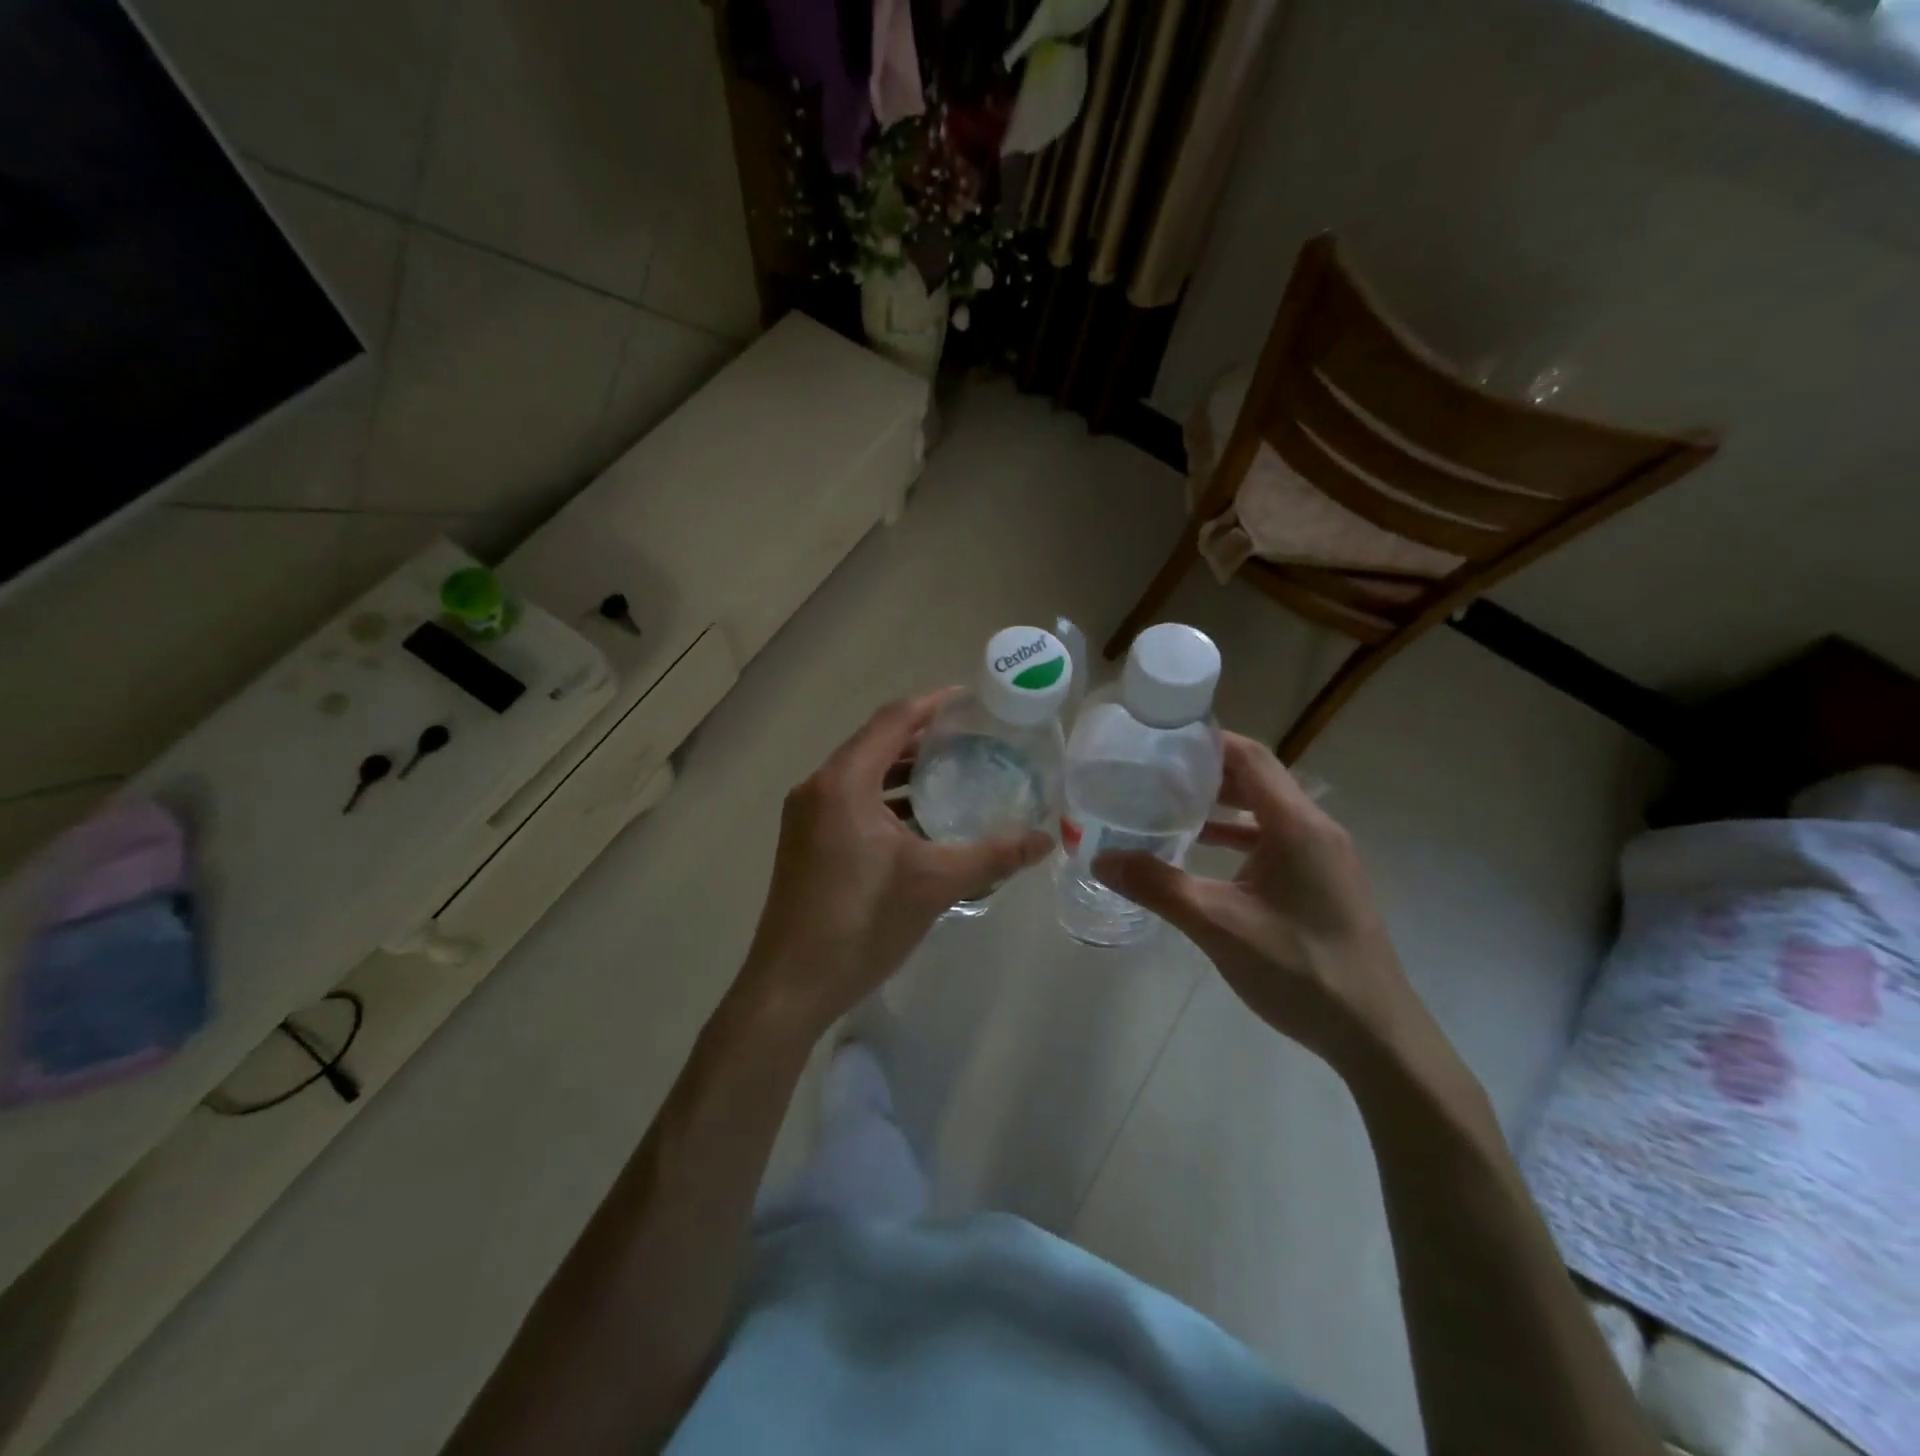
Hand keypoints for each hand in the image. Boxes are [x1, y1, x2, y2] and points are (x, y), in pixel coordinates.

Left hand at [734, 689, 1051, 1039]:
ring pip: (863, 775)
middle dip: (923, 737)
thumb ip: (994, 855)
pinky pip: (852, 802)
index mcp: (844, 782)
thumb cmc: (860, 923)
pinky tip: (921, 822)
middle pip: (876, 743)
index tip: (971, 700)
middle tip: (973, 739)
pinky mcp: (806, 843)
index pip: (893, 720)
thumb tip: (1047, 838)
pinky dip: (887, 800)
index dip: (933, 704)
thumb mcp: (935, 884)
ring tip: (954, 775)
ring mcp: (807, 817)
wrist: (790, 987)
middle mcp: (819, 788)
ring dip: (904, 771)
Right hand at [1095, 733, 1414, 1061]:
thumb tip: (1101, 858)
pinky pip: (1274, 841)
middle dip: (1205, 771)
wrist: (1375, 1036)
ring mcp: (1323, 857)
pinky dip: (1237, 837)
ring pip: (1265, 811)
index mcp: (1298, 826)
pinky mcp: (1322, 882)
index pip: (1250, 757)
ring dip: (1220, 805)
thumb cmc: (1301, 970)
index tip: (1159, 739)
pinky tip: (1201, 854)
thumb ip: (1159, 887)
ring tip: (1167, 805)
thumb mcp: (1220, 926)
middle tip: (1152, 772)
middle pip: (1257, 779)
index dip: (1206, 741)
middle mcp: (1315, 829)